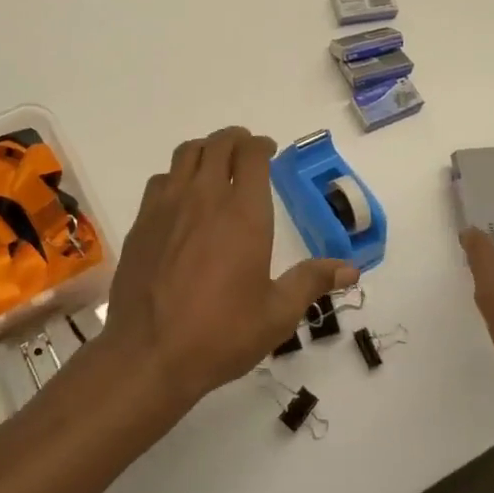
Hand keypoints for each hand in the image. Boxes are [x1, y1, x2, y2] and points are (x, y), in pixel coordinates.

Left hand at [97, 127, 355, 412]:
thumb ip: (312, 282)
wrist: (149, 353)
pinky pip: (161, 180)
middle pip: (218, 144)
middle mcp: (205, 197)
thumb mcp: (277, 314)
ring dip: (205, 150)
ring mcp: (168, 206)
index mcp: (244, 213)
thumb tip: (351, 269)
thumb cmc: (221, 333)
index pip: (252, 155)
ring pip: (186, 154)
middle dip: (235, 139)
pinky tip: (182, 197)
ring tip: (215, 163)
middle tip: (246, 150)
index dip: (261, 145)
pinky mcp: (142, 222)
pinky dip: (177, 175)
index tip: (269, 151)